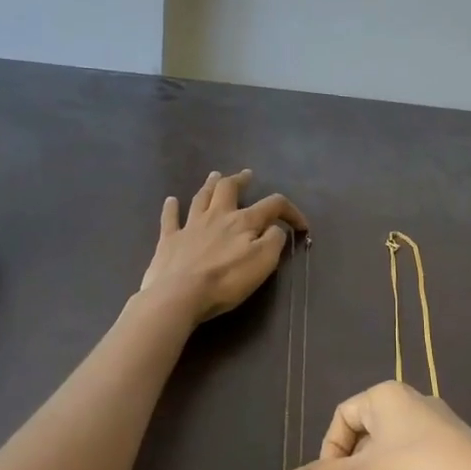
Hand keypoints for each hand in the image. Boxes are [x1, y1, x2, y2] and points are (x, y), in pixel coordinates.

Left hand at [139, 170, 307, 323]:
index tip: (301, 226)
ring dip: (210, 185)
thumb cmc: (226, 280)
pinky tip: (171, 201)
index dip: (290, 212)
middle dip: (240, 180)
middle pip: (228, 189)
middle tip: (247, 175)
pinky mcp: (169, 240)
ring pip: (201, 198)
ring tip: (215, 175)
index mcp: (243, 222)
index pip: (273, 205)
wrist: (179, 295)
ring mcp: (190, 226)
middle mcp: (217, 216)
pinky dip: (171, 208)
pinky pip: (170, 218)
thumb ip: (273, 240)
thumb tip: (275, 228)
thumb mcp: (263, 262)